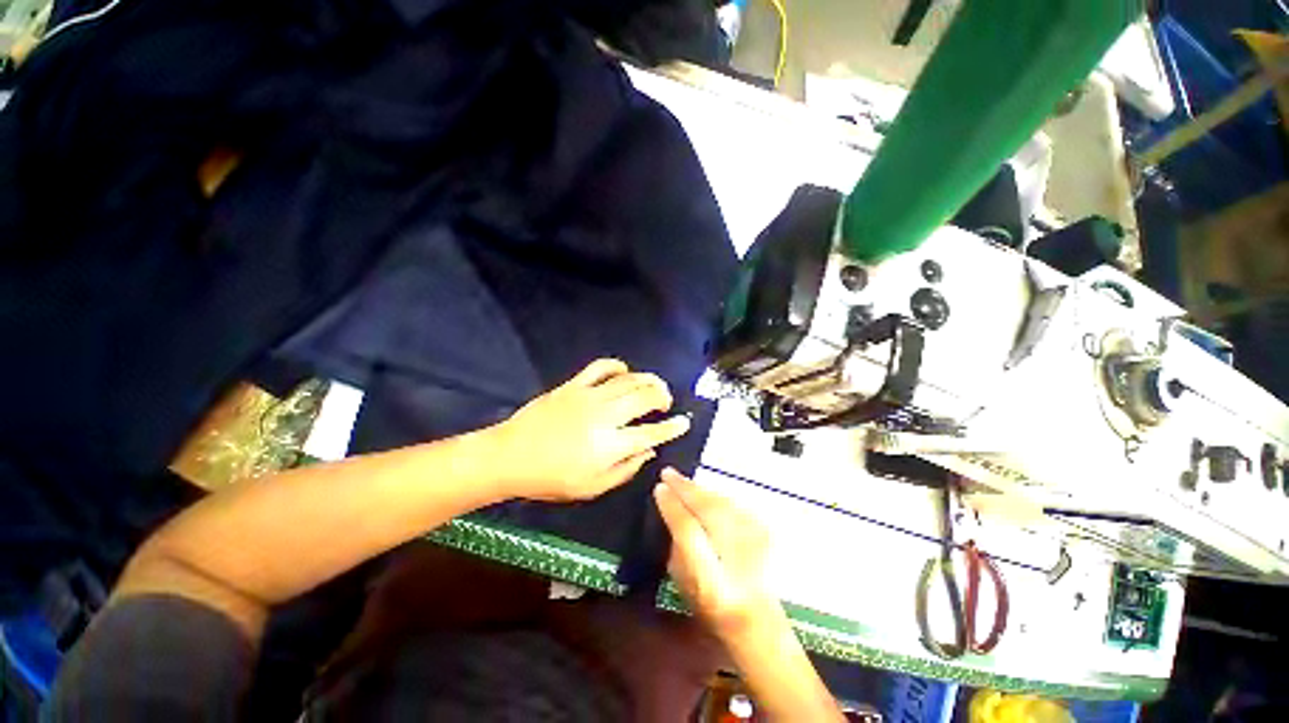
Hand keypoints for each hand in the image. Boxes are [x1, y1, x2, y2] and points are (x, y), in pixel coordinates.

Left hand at [490, 359, 690, 500]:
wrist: (511, 456)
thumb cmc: (552, 478)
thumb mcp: (592, 488)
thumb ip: (626, 470)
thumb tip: (650, 452)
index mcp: (610, 445)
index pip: (652, 433)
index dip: (672, 428)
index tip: (684, 423)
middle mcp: (605, 416)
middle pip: (645, 397)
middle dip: (663, 396)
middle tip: (667, 402)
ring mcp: (589, 396)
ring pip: (628, 380)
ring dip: (647, 379)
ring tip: (655, 385)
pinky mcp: (574, 385)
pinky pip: (600, 367)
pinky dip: (617, 365)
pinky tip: (624, 371)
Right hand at [653, 469, 780, 636]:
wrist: (756, 617)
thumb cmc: (711, 605)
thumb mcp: (683, 582)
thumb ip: (675, 546)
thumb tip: (668, 510)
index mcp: (711, 582)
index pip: (688, 530)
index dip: (672, 506)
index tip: (659, 488)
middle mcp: (737, 560)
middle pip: (708, 509)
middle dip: (686, 488)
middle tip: (668, 473)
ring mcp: (756, 544)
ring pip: (721, 503)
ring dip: (700, 490)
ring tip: (683, 482)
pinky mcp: (765, 532)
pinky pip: (733, 505)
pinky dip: (716, 497)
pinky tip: (705, 494)